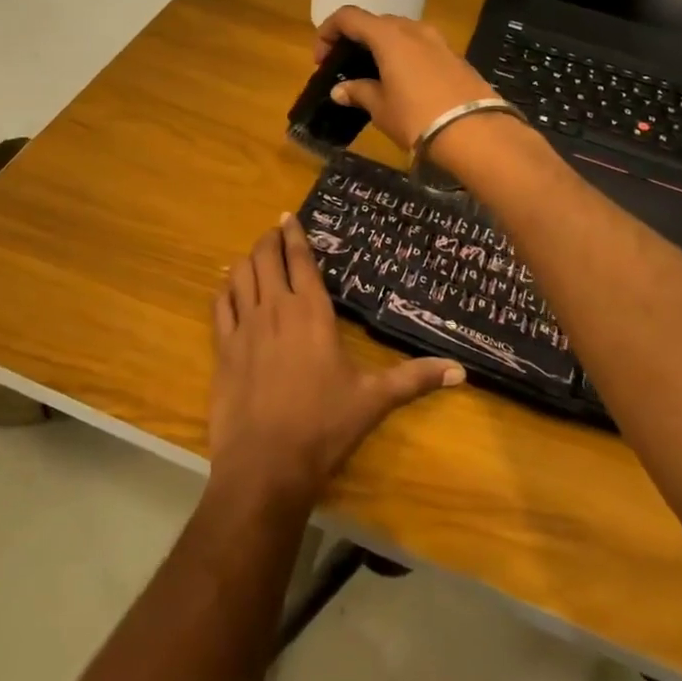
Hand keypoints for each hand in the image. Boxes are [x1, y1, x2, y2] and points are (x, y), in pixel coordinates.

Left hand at [210, 215, 463, 506]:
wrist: (266, 464)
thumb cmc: (324, 426)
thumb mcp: (374, 400)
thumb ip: (415, 379)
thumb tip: (461, 371)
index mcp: (311, 312)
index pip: (300, 260)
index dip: (294, 235)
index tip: (289, 216)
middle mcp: (275, 309)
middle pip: (265, 258)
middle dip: (269, 240)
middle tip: (274, 233)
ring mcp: (245, 326)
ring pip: (240, 274)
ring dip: (247, 260)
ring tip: (255, 257)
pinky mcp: (223, 348)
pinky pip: (219, 305)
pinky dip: (225, 290)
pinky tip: (229, 289)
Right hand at [315, 6, 502, 151]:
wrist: (476, 133)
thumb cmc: (417, 117)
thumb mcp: (381, 108)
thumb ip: (358, 92)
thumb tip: (340, 89)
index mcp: (389, 36)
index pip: (349, 17)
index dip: (328, 32)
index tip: (322, 59)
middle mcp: (413, 29)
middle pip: (376, 22)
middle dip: (356, 40)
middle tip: (345, 67)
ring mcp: (438, 41)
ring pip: (401, 33)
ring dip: (381, 47)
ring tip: (373, 74)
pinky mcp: (455, 56)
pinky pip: (420, 47)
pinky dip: (403, 56)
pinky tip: (402, 82)